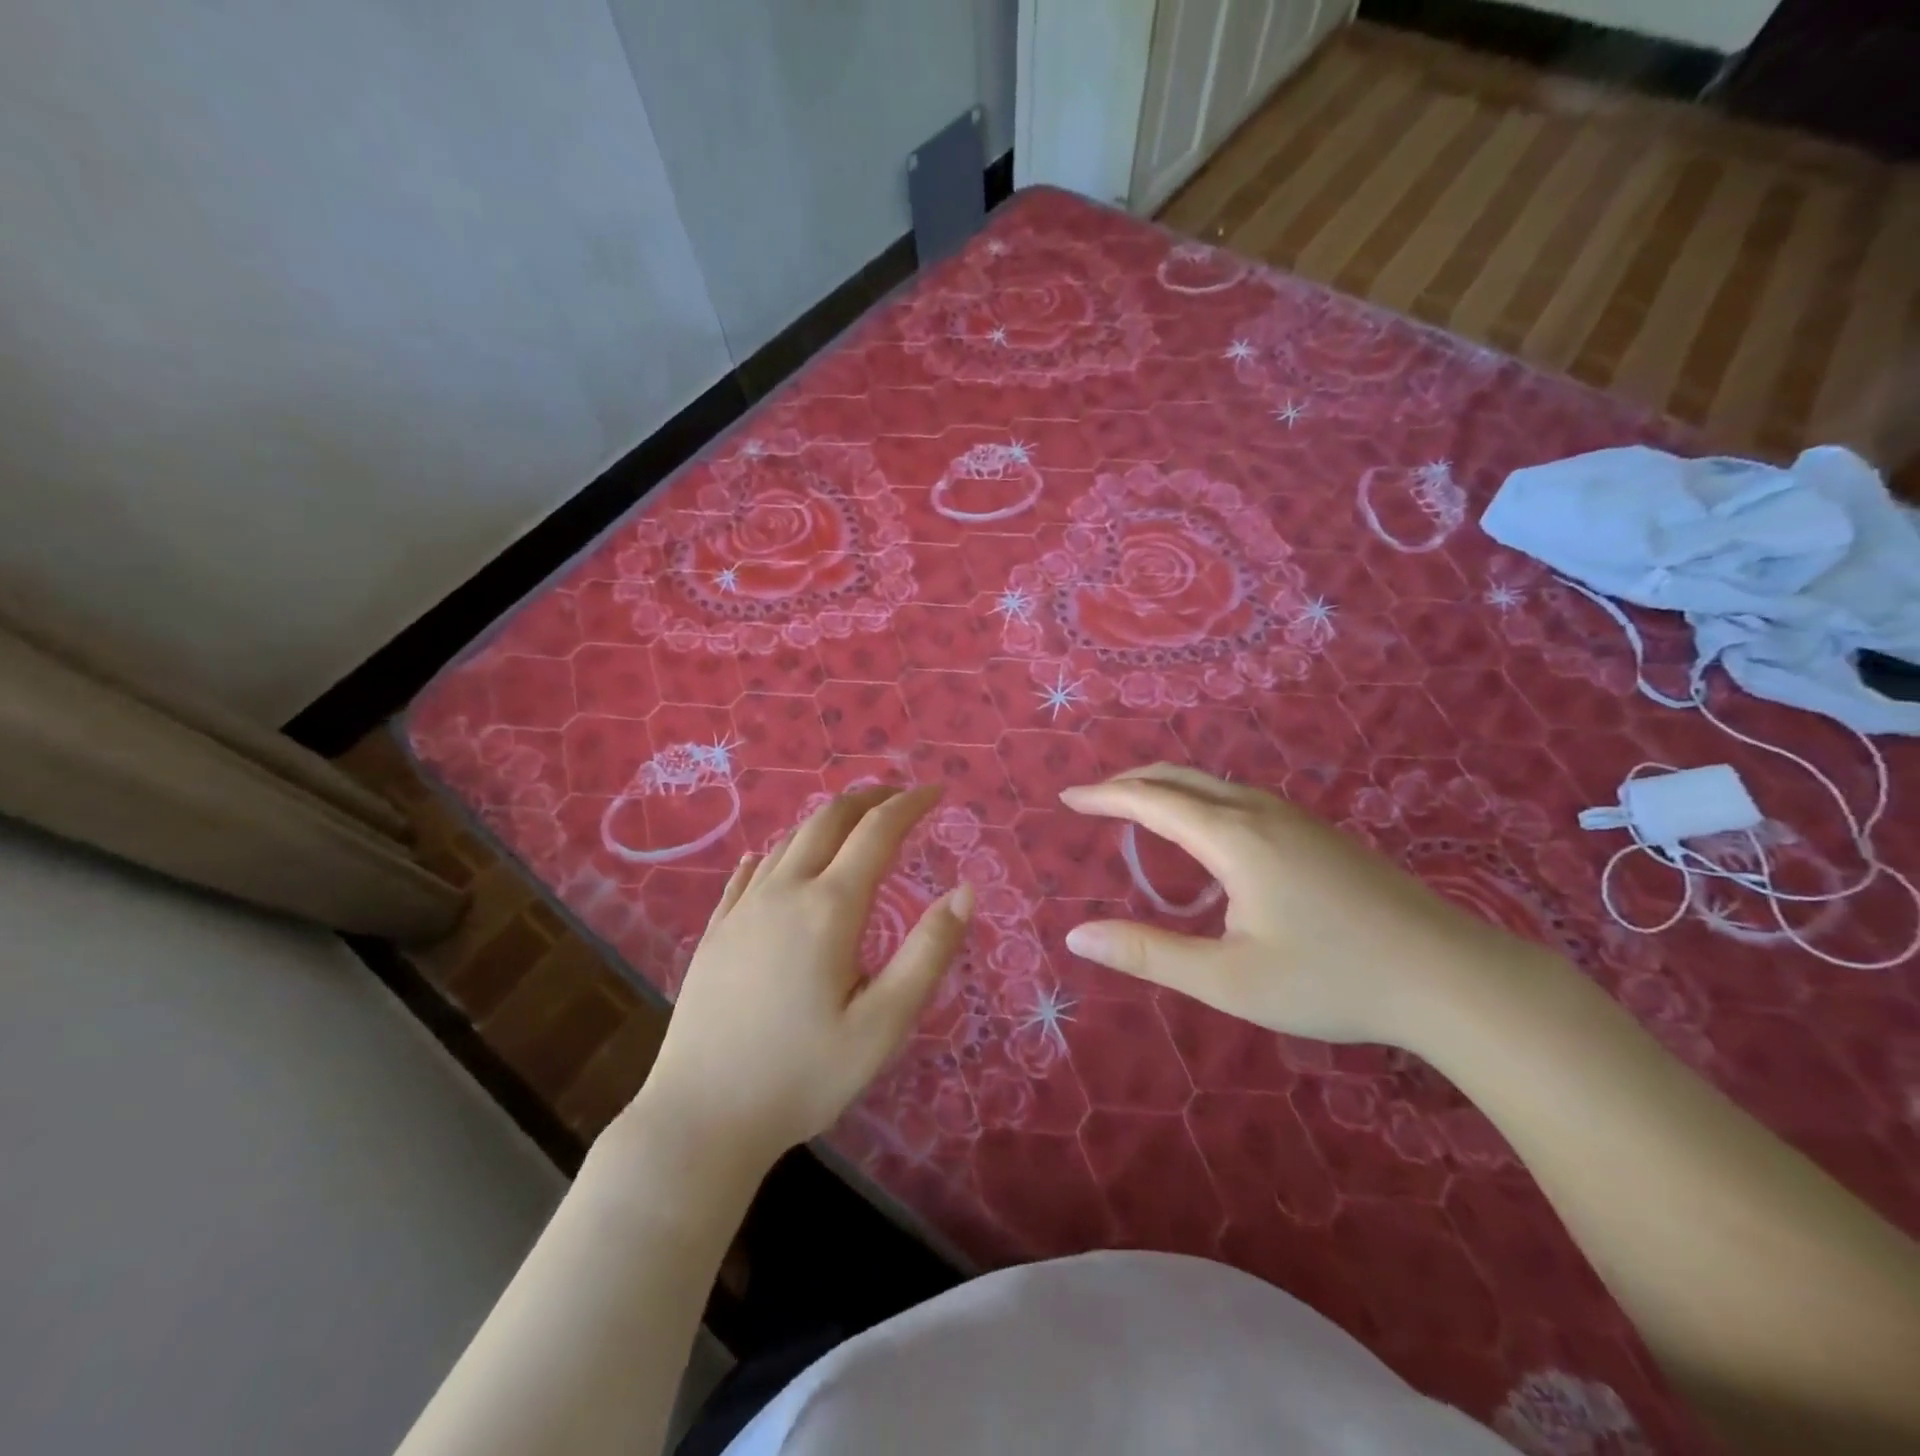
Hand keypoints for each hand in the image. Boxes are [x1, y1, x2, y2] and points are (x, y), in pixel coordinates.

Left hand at [633, 785, 972, 1166]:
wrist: (700, 1118)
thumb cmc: (803, 1075)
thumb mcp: (883, 1024)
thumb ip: (928, 953)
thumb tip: (965, 891)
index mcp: (829, 908)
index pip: (877, 832)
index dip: (909, 805)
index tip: (935, 791)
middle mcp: (783, 892)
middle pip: (828, 820)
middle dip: (868, 798)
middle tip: (898, 795)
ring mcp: (742, 909)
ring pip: (788, 841)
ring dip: (826, 820)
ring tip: (852, 822)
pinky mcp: (715, 932)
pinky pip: (750, 873)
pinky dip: (778, 852)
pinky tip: (775, 859)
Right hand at [1060, 765, 1535, 1047]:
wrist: (1451, 976)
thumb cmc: (1331, 979)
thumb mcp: (1227, 979)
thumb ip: (1149, 954)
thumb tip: (1077, 936)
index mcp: (1232, 838)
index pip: (1151, 801)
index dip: (1105, 797)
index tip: (1067, 796)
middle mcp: (1260, 812)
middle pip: (1181, 778)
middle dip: (1131, 782)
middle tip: (1095, 799)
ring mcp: (1296, 818)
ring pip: (1214, 784)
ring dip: (1168, 788)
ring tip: (1140, 809)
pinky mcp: (1319, 833)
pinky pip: (1240, 798)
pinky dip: (1200, 799)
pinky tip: (1207, 834)